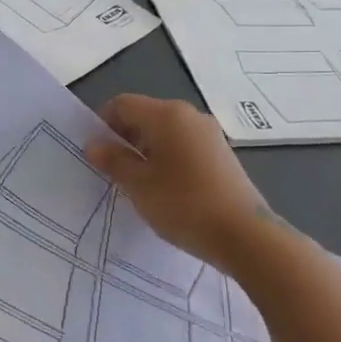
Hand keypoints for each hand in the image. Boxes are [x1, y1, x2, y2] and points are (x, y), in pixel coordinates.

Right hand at [86, 95, 276, 267]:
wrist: (246, 236)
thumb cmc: (184, 204)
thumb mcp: (138, 185)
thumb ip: (113, 160)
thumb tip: (94, 144)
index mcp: (167, 114)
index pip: (122, 104)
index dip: (103, 125)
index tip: (98, 155)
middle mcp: (190, 116)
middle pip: (144, 115)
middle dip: (124, 139)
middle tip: (114, 173)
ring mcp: (209, 134)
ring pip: (164, 133)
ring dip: (145, 152)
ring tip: (140, 185)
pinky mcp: (222, 155)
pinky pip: (183, 146)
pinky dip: (167, 160)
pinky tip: (166, 190)